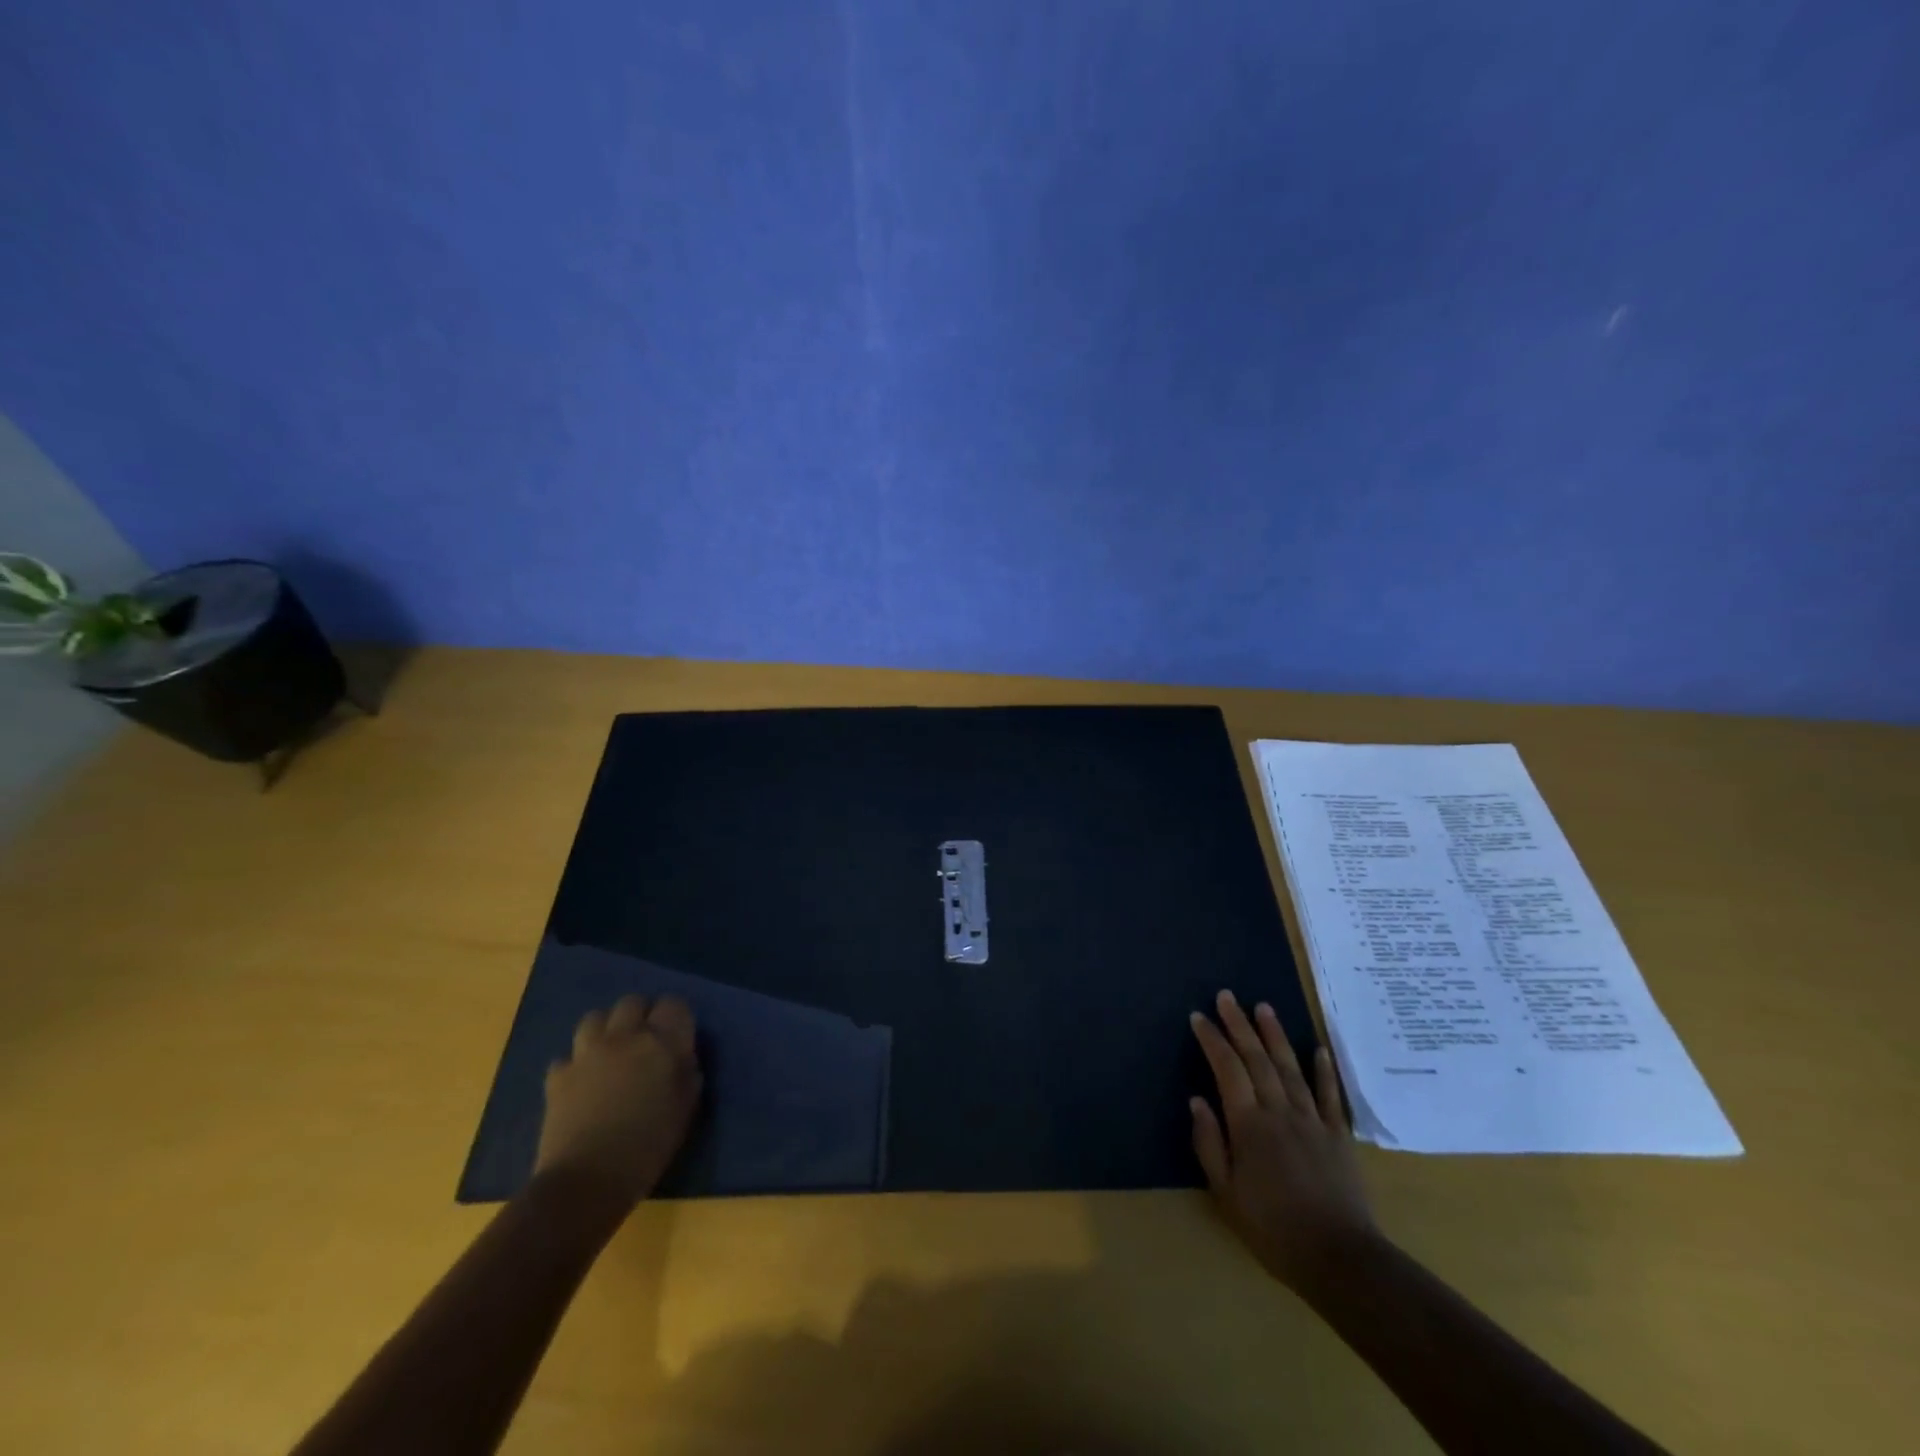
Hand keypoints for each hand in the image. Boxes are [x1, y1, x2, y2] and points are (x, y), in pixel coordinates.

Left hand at [535, 995, 702, 1209]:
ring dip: (605, 1029)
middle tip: (645, 1039)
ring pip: (594, 1018)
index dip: (676, 1016)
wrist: (588, 1179)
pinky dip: (576, 1064)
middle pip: (631, 1003)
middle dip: (640, 1014)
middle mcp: (624, 1037)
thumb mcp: (685, 1109)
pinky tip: (582, 1082)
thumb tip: (683, 1059)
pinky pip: (567, 1057)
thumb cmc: (648, 1145)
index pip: (673, 1004)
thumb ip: (687, 1074)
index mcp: (660, 1042)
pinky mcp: (558, 1076)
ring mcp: (586, 1054)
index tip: (678, 1034)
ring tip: (611, 1052)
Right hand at [1189, 990, 1375, 1290]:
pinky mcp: (1338, 1135)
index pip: (1227, 1070)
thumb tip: (1197, 1100)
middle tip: (1226, 996)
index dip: (1212, 1040)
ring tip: (1263, 1006)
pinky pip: (1329, 1095)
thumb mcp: (1226, 1193)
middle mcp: (1279, 1111)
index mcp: (1249, 1125)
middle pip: (1256, 1059)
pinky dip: (1323, 1070)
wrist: (1339, 1258)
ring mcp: (1312, 1120)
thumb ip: (1210, 1143)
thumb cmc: (1273, 1228)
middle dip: (1239, 1024)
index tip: (1199, 1017)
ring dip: (1274, 1035)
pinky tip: (1318, 1049)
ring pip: (1290, 1067)